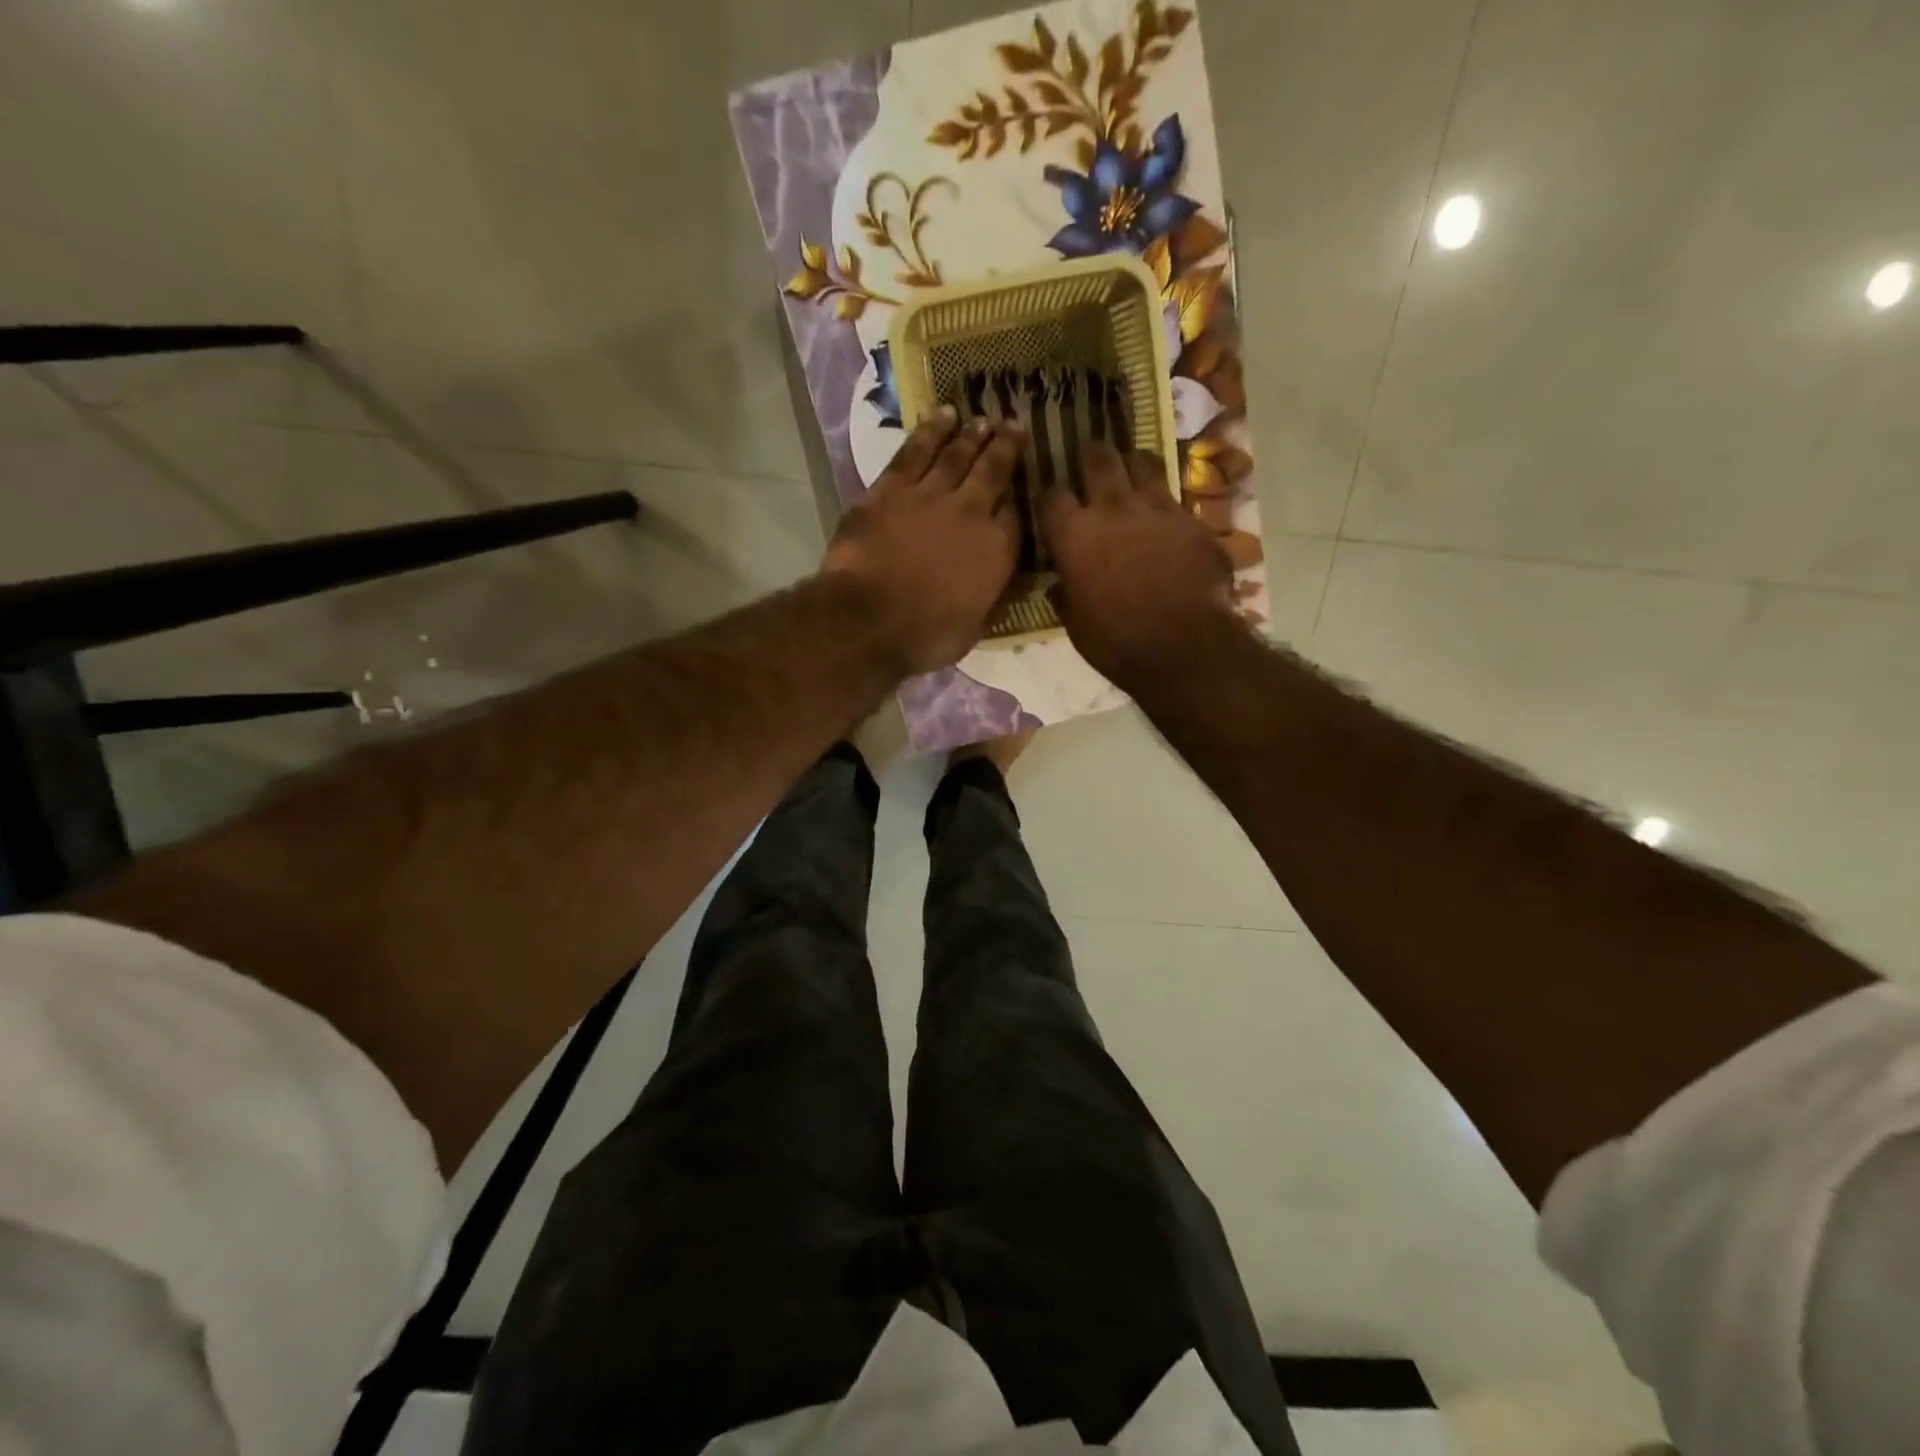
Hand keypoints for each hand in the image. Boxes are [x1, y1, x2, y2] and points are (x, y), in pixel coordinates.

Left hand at [822, 408, 1025, 676]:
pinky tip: (942, 415)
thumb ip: (992, 599)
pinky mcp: (892, 487)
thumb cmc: (925, 636)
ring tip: (983, 419)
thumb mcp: (973, 629)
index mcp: (997, 551)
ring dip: (972, 434)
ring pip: (958, 454)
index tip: (1020, 488)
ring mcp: (931, 495)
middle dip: (1007, 447)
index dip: (1019, 500)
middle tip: (1015, 424)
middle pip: (994, 472)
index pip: (1016, 516)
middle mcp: (972, 513)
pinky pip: (916, 450)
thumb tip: (1009, 585)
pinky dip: (930, 430)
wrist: (870, 619)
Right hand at [1039, 443, 1237, 685]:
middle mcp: (1111, 508)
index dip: (1050, 494)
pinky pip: (1174, 496)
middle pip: (1098, 458)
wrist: (1184, 646)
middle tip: (1091, 456)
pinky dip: (1165, 500)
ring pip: (1142, 462)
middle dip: (1091, 454)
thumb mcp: (1075, 623)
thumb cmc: (1117, 642)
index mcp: (1073, 534)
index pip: (1051, 495)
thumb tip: (1061, 583)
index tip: (1052, 501)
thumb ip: (1066, 593)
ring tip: (1131, 469)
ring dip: (1132, 463)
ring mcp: (1156, 507)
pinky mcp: (1191, 518)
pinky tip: (1165, 513)